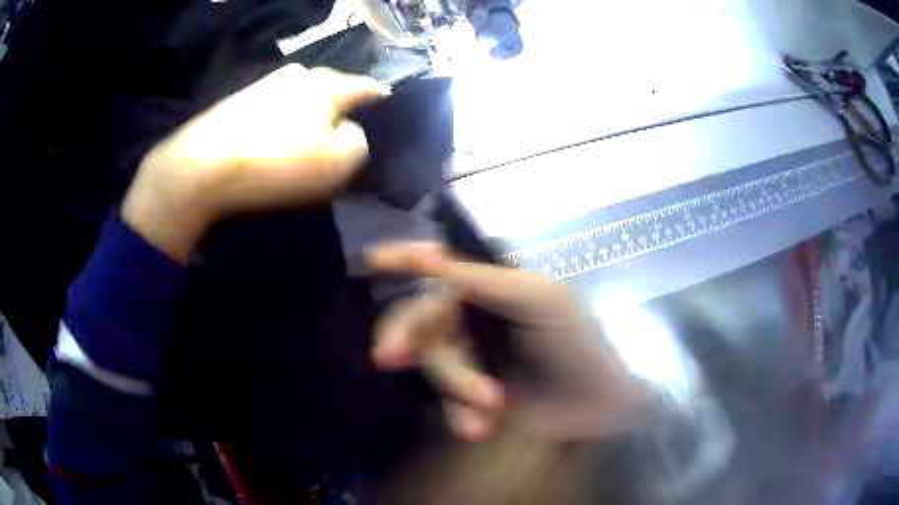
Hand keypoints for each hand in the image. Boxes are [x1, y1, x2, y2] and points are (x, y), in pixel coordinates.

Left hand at [122, 65, 388, 261]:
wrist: (202, 165)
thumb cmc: (276, 163)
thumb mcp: (336, 163)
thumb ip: (357, 144)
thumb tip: (348, 132)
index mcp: (327, 84)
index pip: (366, 86)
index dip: (379, 96)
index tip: (386, 104)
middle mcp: (298, 74)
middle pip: (331, 90)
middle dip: (340, 109)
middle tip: (341, 134)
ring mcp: (265, 84)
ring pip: (301, 98)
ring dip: (308, 116)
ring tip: (305, 141)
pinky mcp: (240, 100)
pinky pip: (275, 109)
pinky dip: (282, 123)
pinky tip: (274, 143)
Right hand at [367, 243, 647, 440]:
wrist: (598, 406)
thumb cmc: (576, 343)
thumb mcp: (536, 299)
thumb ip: (479, 277)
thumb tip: (425, 251)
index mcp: (493, 287)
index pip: (441, 269)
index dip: (405, 261)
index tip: (372, 260)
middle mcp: (475, 318)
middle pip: (423, 320)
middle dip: (411, 338)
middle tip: (387, 357)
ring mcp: (472, 359)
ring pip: (436, 364)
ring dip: (458, 385)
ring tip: (492, 404)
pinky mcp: (472, 396)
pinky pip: (447, 401)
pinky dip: (461, 413)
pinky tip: (480, 428)